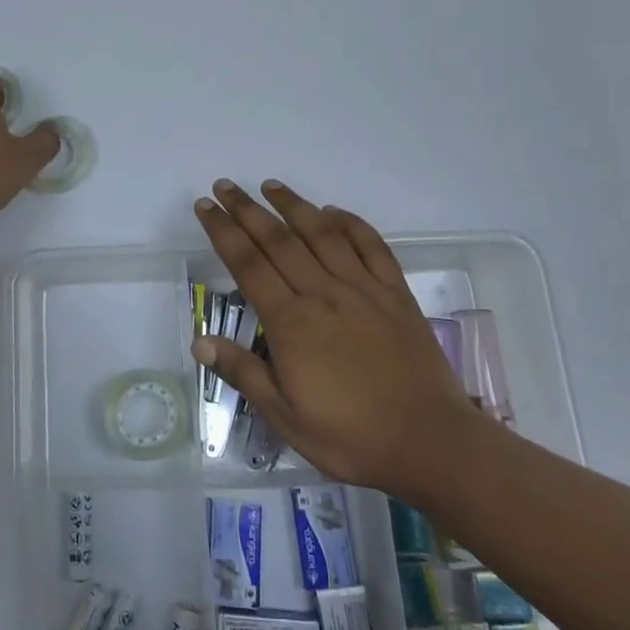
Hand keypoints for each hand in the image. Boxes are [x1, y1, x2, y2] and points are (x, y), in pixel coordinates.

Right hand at [192, 179, 483, 497]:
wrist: (430, 443)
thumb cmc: (350, 436)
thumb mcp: (285, 416)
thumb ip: (243, 373)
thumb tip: (199, 342)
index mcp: (290, 322)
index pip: (247, 263)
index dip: (223, 231)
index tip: (205, 206)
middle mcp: (323, 293)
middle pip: (278, 240)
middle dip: (247, 209)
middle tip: (225, 186)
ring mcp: (363, 289)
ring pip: (321, 234)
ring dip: (293, 205)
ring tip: (270, 185)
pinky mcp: (395, 294)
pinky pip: (371, 247)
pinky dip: (351, 223)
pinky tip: (333, 212)